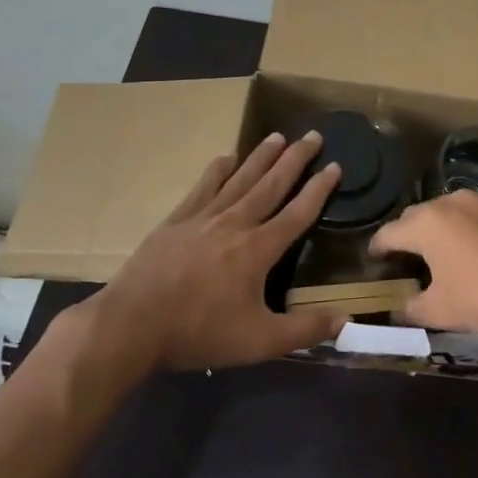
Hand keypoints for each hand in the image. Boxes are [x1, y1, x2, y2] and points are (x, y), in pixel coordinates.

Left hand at [61, 131, 344, 372]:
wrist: (131, 327)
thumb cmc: (199, 333)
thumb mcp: (259, 341)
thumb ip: (305, 329)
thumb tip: (346, 319)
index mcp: (258, 249)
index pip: (297, 213)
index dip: (319, 189)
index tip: (336, 166)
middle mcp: (235, 224)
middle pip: (271, 185)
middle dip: (295, 159)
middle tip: (314, 135)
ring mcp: (202, 218)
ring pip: (239, 180)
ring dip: (261, 157)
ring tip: (278, 136)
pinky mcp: (175, 222)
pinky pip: (202, 188)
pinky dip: (217, 171)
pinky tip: (226, 158)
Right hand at [369, 190, 477, 338]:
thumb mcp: (441, 311)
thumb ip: (411, 308)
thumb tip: (398, 310)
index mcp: (427, 223)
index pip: (390, 232)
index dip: (377, 248)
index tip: (373, 261)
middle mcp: (452, 202)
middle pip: (418, 217)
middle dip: (407, 236)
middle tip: (404, 261)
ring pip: (449, 213)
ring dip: (439, 231)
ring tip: (440, 256)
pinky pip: (475, 217)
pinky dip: (466, 232)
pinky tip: (474, 254)